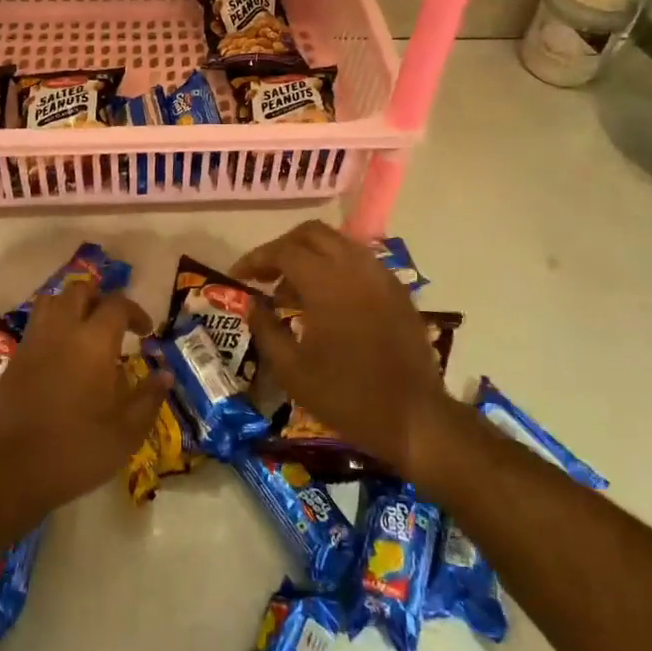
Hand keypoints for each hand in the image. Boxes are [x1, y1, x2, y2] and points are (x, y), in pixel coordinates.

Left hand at [0, 281, 169, 524]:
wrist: (9, 471)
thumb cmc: (76, 450)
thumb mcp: (126, 432)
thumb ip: (149, 398)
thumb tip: (166, 374)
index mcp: (94, 342)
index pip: (117, 305)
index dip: (135, 312)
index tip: (146, 332)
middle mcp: (62, 331)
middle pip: (80, 292)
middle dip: (101, 299)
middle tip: (115, 324)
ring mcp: (33, 343)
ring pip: (52, 301)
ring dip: (71, 306)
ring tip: (84, 330)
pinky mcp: (13, 360)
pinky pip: (35, 325)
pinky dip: (52, 327)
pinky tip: (61, 355)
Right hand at [235, 222, 453, 482]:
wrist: (413, 417)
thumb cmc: (346, 395)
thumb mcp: (292, 370)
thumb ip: (266, 329)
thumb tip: (252, 305)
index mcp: (326, 282)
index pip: (283, 251)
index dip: (256, 258)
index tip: (238, 275)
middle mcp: (355, 267)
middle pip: (312, 233)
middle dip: (283, 247)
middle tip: (265, 275)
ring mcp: (381, 275)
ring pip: (339, 243)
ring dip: (310, 255)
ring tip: (292, 291)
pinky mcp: (397, 290)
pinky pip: (359, 262)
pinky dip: (335, 268)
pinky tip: (326, 301)